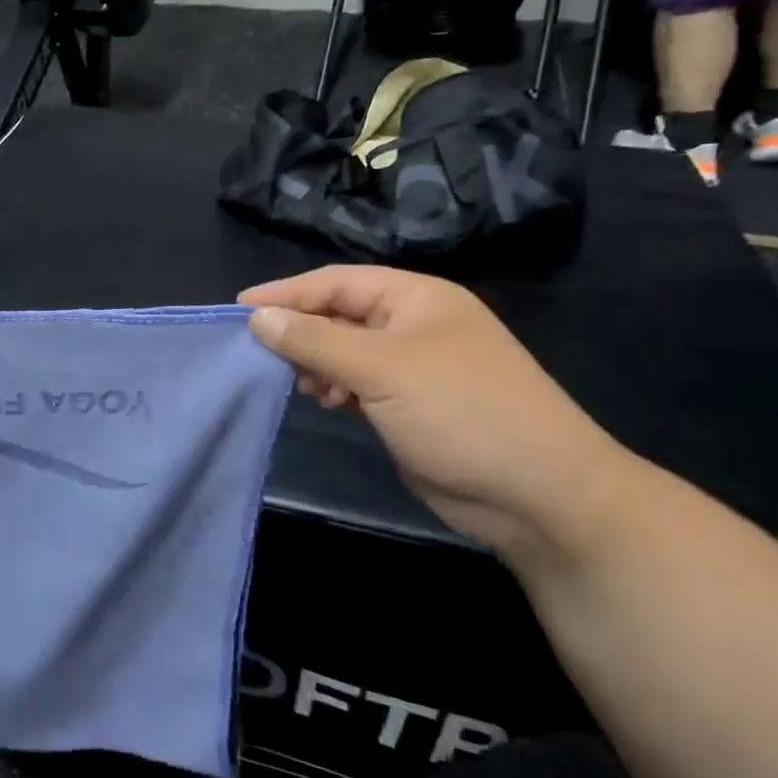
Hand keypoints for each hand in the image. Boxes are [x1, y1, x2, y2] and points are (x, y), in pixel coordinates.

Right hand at [242, 267, 631, 557]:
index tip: (238, 309)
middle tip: (259, 353)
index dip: (285, 293)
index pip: (336, 282)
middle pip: (338, 314)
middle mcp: (413, 325)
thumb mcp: (381, 369)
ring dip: (315, 363)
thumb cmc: (461, 412)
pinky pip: (357, 382)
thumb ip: (314, 340)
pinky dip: (334, 387)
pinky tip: (325, 402)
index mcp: (416, 298)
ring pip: (344, 351)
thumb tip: (257, 317)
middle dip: (299, 331)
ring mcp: (413, 366)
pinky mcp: (409, 404)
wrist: (539, 494)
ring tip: (299, 384)